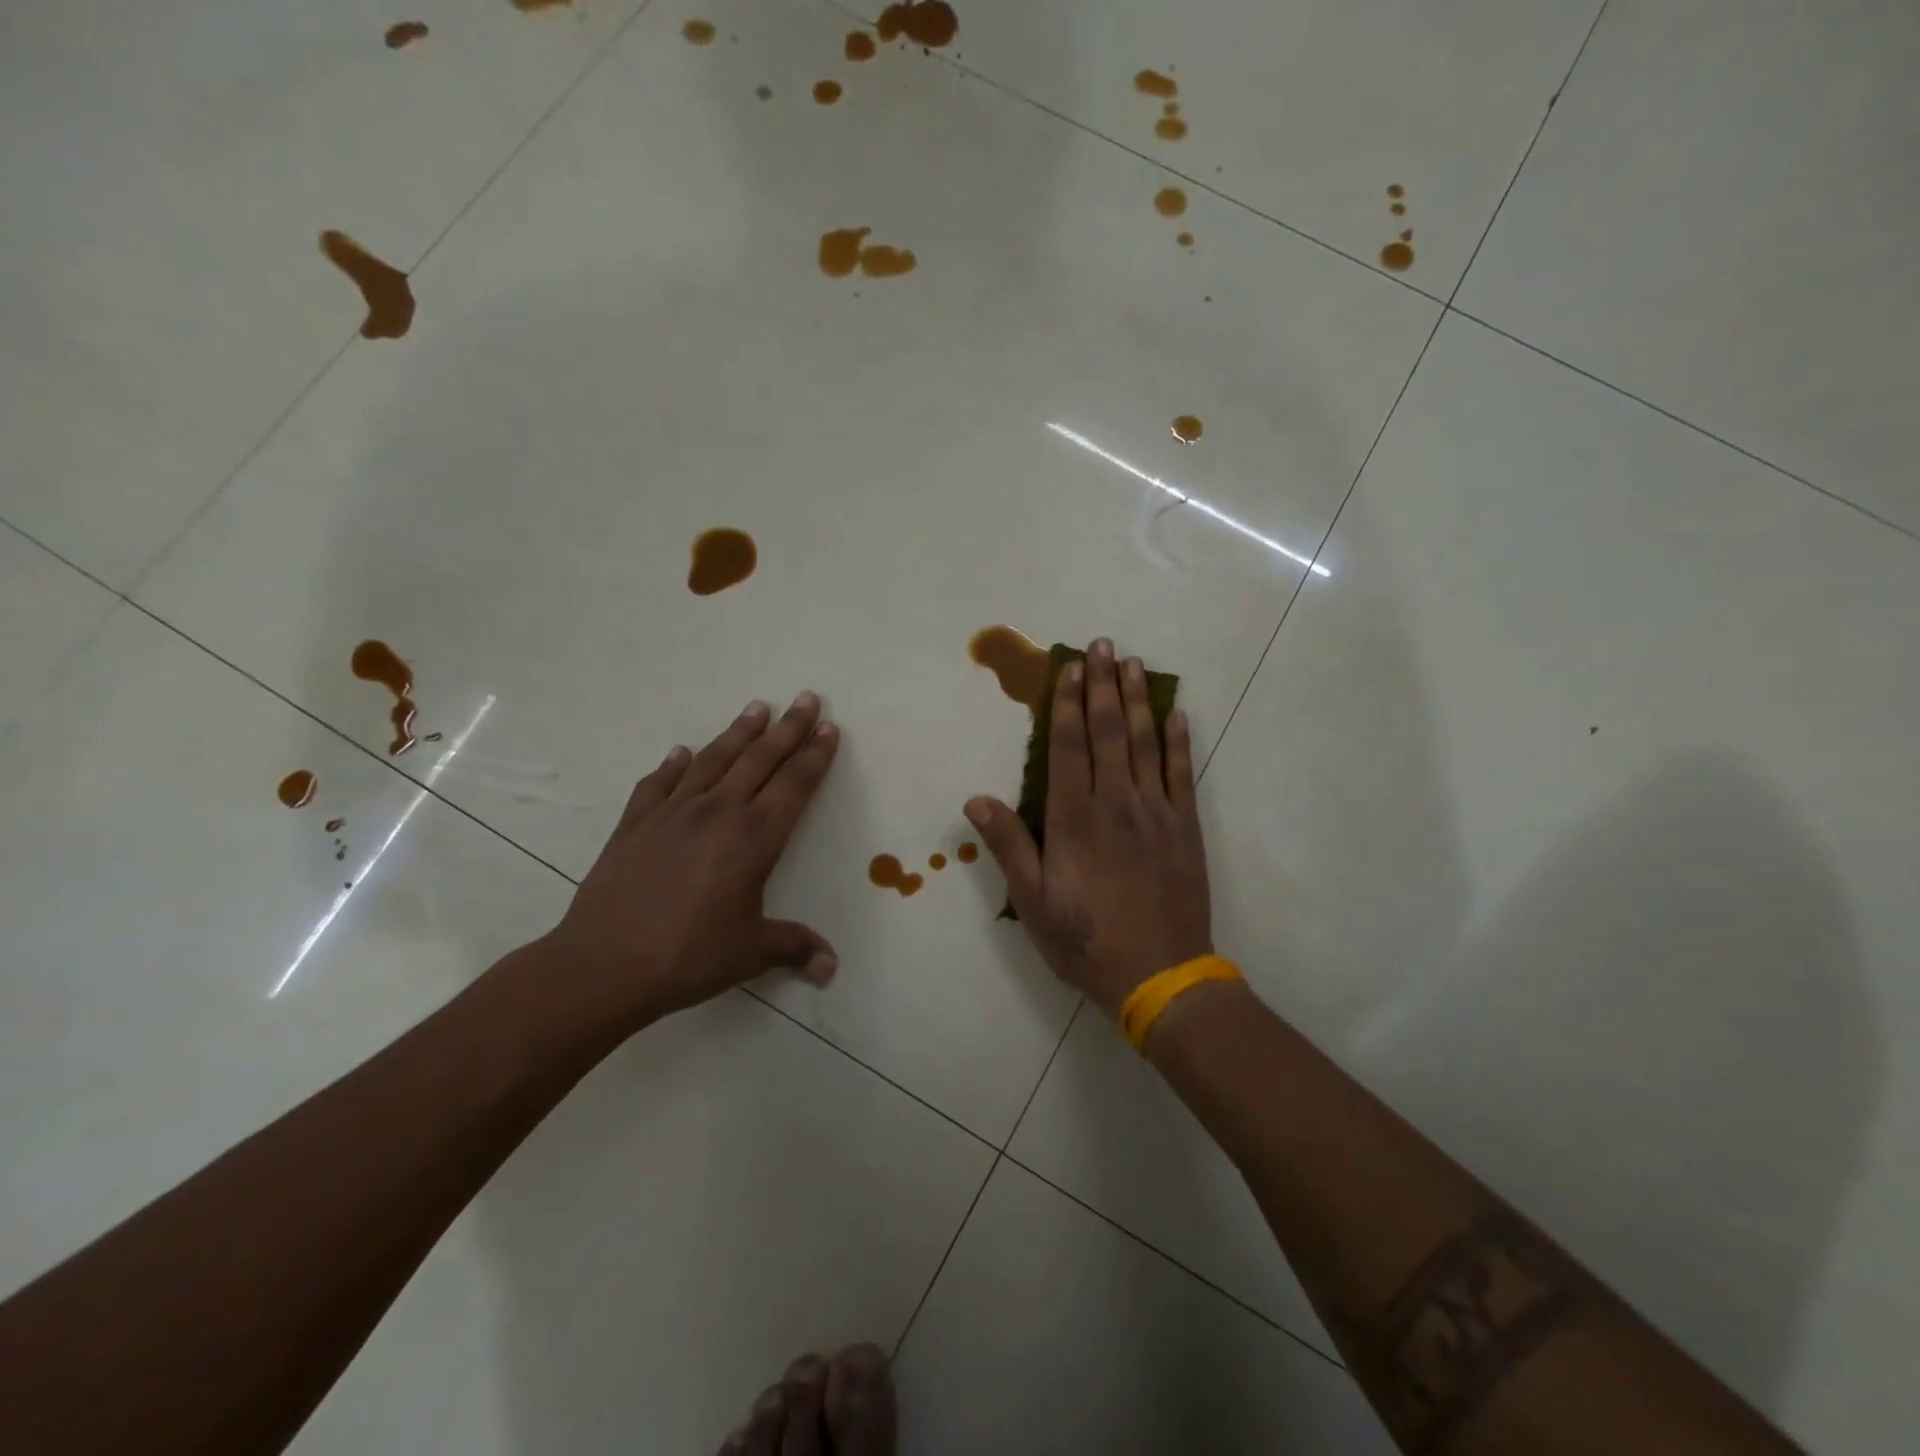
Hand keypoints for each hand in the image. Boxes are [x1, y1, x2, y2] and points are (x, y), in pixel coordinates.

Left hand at [535, 693, 840, 1031]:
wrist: (603, 964)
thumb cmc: (688, 956)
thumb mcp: (750, 953)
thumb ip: (793, 947)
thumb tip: (830, 968)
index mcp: (753, 839)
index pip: (794, 785)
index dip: (815, 756)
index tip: (829, 727)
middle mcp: (718, 813)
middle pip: (760, 760)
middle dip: (788, 728)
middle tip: (807, 699)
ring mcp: (673, 813)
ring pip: (714, 760)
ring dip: (739, 732)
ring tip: (758, 707)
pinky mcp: (636, 823)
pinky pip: (660, 783)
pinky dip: (674, 764)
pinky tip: (682, 752)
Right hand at [965, 638, 1211, 1014]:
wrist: (1160, 975)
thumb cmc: (1086, 940)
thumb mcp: (1033, 902)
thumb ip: (1009, 846)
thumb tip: (976, 800)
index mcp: (1074, 818)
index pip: (1068, 746)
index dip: (1066, 703)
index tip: (1070, 668)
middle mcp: (1115, 802)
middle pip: (1108, 731)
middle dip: (1102, 685)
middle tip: (1103, 645)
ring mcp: (1155, 811)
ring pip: (1145, 742)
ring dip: (1138, 700)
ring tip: (1134, 663)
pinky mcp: (1184, 826)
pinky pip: (1181, 773)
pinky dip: (1178, 740)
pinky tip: (1176, 715)